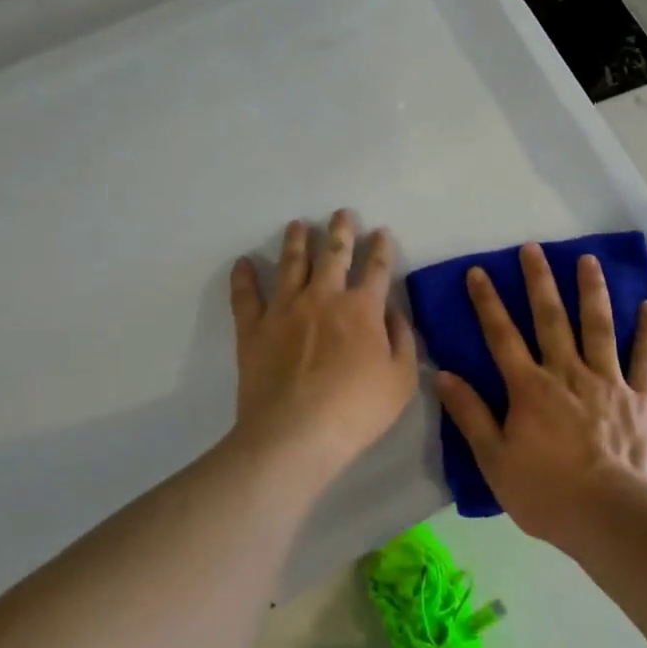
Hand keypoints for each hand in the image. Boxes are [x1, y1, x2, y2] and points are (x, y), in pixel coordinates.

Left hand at [228, 211, 418, 480]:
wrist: (295, 434)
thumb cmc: (356, 410)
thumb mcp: (402, 380)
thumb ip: (403, 340)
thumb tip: (393, 312)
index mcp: (362, 308)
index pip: (376, 268)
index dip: (382, 248)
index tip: (382, 232)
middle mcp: (324, 297)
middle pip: (334, 253)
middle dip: (341, 230)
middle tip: (341, 213)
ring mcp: (285, 308)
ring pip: (291, 263)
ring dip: (296, 241)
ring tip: (297, 225)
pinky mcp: (253, 327)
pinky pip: (246, 295)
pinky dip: (244, 277)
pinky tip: (244, 262)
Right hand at [435, 244, 646, 550]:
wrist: (613, 518)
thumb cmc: (548, 494)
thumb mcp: (495, 461)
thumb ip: (470, 415)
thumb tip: (442, 375)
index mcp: (529, 388)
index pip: (502, 336)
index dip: (487, 302)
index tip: (479, 271)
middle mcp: (567, 372)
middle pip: (550, 318)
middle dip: (539, 281)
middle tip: (533, 248)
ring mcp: (607, 381)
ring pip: (598, 326)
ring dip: (591, 290)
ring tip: (588, 259)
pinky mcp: (639, 396)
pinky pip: (643, 357)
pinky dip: (646, 331)